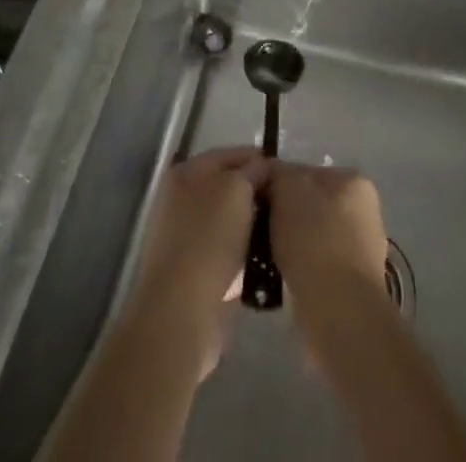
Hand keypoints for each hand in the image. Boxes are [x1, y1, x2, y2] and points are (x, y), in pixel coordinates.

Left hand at [126, 147, 266, 375]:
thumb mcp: (237, 190)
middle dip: (255, 194)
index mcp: (187, 172)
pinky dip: (243, 256)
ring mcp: (183, 237)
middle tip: (285, 204)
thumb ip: (252, 171)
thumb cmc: (209, 238)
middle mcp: (180, 199)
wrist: (181, 310)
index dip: (258, 159)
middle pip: (227, 188)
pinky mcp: (191, 272)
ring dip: (251, 227)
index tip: (285, 173)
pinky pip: (225, 253)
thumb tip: (261, 168)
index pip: (230, 155)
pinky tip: (264, 262)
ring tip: (280, 233)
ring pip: (228, 222)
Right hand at [266, 162, 388, 300]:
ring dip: (290, 244)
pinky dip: (299, 269)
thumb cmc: (314, 240)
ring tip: (263, 256)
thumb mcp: (288, 189)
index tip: (254, 202)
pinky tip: (279, 278)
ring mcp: (361, 251)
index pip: (305, 172)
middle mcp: (364, 212)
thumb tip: (268, 174)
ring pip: (311, 237)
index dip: (276, 184)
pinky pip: (316, 266)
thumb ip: (277, 174)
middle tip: (256, 229)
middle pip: (310, 205)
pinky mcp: (352, 286)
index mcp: (354, 182)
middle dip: (284, 216)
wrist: (339, 313)